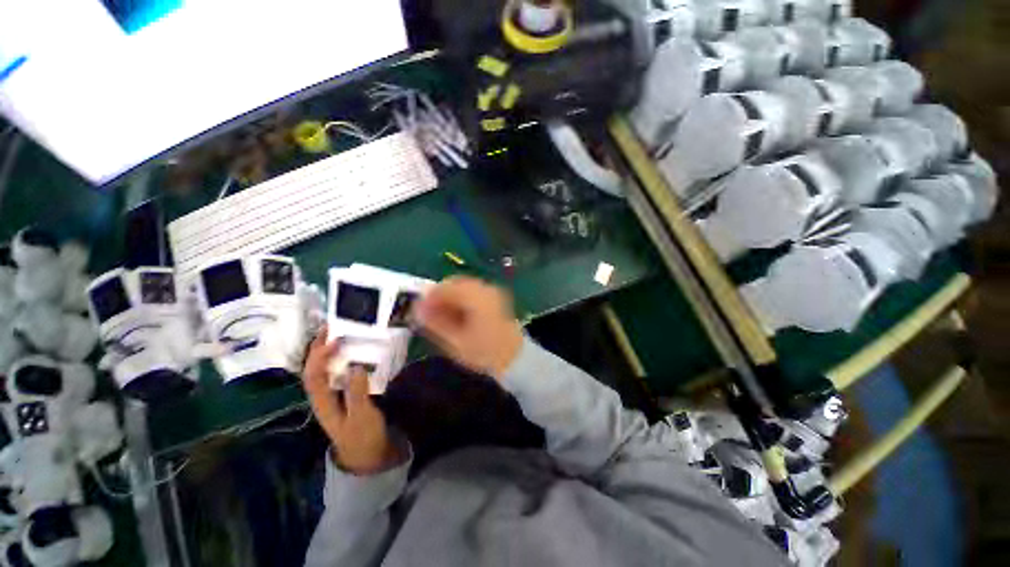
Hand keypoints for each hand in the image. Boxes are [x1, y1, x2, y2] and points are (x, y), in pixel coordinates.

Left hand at [302, 328, 403, 474]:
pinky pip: (336, 370)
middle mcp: (322, 394)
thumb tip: (356, 366)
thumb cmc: (362, 435)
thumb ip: (357, 393)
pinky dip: (339, 357)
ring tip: (339, 332)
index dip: (320, 355)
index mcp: (322, 401)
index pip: (313, 374)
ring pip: (323, 367)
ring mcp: (332, 392)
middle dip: (318, 346)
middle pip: (313, 367)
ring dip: (327, 349)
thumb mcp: (362, 416)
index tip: (335, 339)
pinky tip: (351, 350)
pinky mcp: (343, 391)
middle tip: (332, 326)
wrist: (366, 452)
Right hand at [415, 276, 523, 379]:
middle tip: (428, 314)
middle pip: (455, 283)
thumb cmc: (485, 352)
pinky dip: (461, 300)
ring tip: (441, 317)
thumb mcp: (455, 341)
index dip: (429, 297)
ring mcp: (492, 292)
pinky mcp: (496, 299)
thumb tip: (416, 309)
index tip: (418, 310)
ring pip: (464, 287)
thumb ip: (435, 323)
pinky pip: (473, 293)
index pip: (446, 287)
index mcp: (476, 296)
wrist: (515, 359)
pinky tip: (457, 316)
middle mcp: (485, 288)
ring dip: (450, 298)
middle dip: (439, 296)